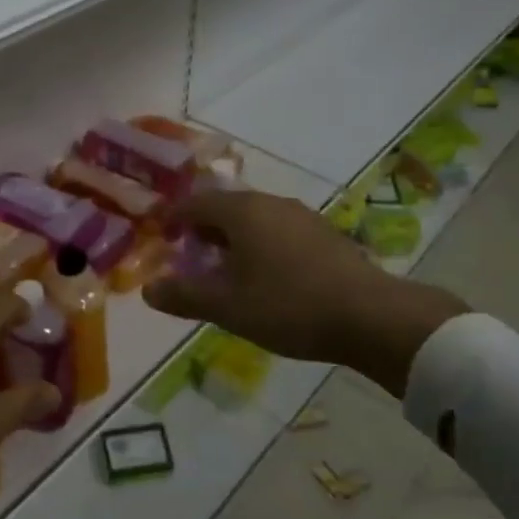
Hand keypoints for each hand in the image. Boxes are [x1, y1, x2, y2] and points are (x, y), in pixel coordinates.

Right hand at [144, 189, 468, 396]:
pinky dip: (262, 245)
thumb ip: (185, 295)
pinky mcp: (325, 233)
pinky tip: (268, 275)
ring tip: (227, 269)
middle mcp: (270, 203)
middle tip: (190, 256)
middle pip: (226, 207)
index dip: (174, 218)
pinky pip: (279, 230)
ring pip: (255, 218)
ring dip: (234, 238)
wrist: (371, 316)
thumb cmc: (288, 305)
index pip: (195, 203)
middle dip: (204, 229)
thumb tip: (148, 289)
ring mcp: (302, 216)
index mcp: (242, 211)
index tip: (162, 236)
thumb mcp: (228, 307)